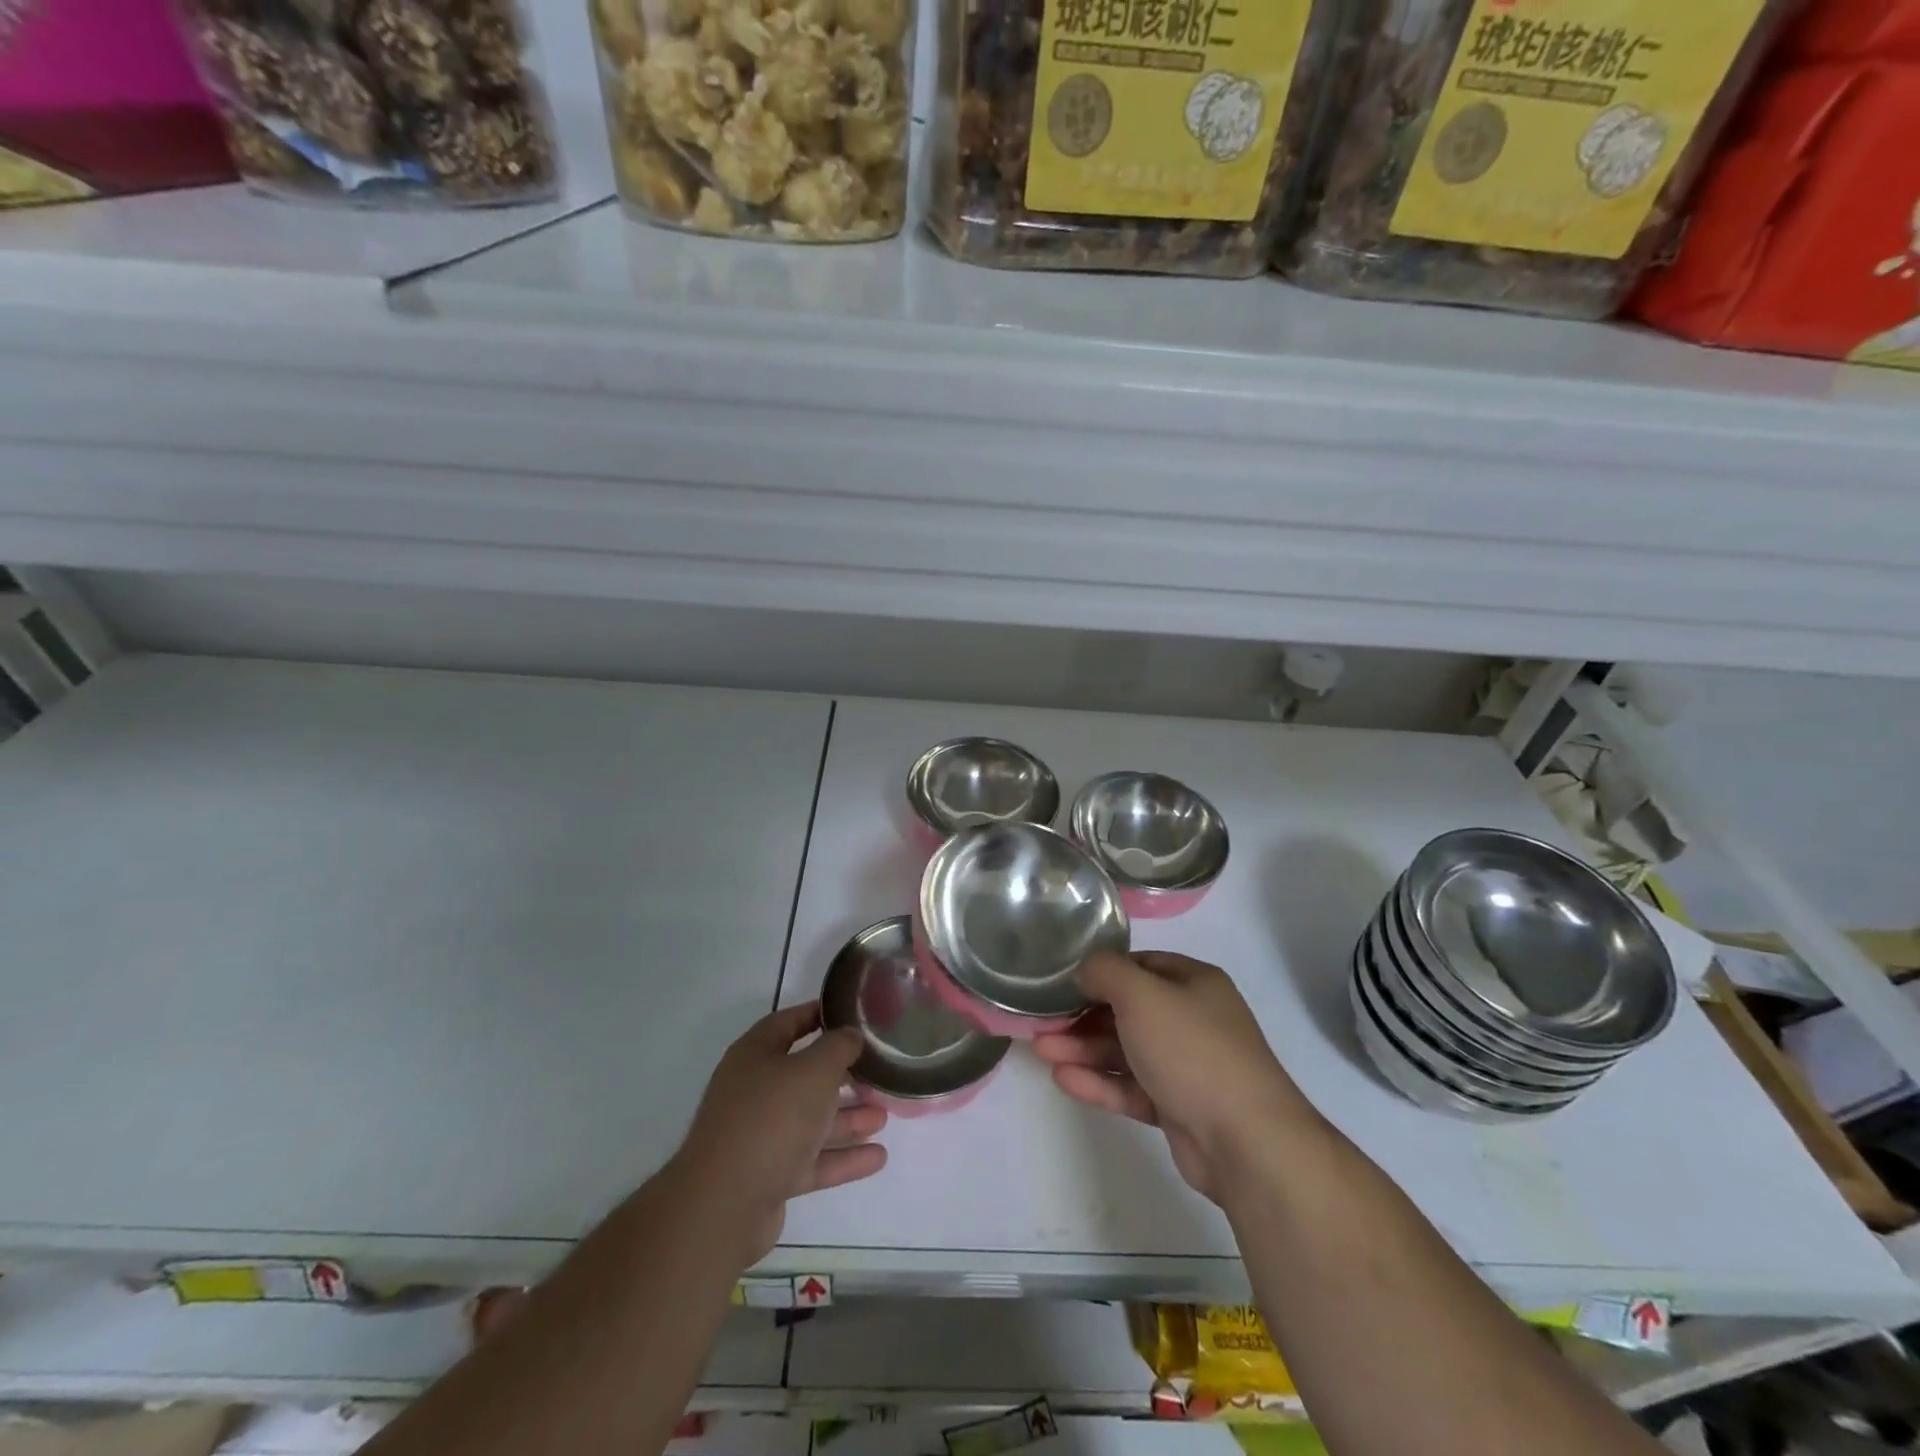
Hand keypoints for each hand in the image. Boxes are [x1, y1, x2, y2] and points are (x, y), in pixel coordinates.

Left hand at [672, 1003, 887, 1265]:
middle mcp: (754, 1091)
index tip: (851, 1013)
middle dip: (842, 1075)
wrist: (724, 1205)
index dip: (818, 1014)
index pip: (788, 1023)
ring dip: (847, 1118)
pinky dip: (843, 1158)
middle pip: (803, 1075)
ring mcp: (759, 1136)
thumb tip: (850, 1035)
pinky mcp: (769, 1176)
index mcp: (755, 1055)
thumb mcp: (814, 1070)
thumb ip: (838, 1047)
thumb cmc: (771, 1118)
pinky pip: (812, 1159)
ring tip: (884, 1115)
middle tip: (877, 1071)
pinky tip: (878, 1157)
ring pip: (811, 1120)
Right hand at [1034, 951, 1314, 1202]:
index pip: (1140, 965)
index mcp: (1194, 983)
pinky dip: (1100, 1082)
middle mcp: (1192, 1019)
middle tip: (1042, 1021)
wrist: (1246, 1141)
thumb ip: (1105, 972)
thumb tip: (1085, 971)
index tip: (1063, 982)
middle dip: (1083, 1015)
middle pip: (1128, 1010)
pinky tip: (1064, 1079)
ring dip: (1084, 1049)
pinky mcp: (1178, 1108)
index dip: (1101, 971)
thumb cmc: (1192, 1050)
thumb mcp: (1141, 994)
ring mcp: (1187, 1066)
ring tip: (1041, 1050)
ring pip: (1126, 1050)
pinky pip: (1132, 1087)